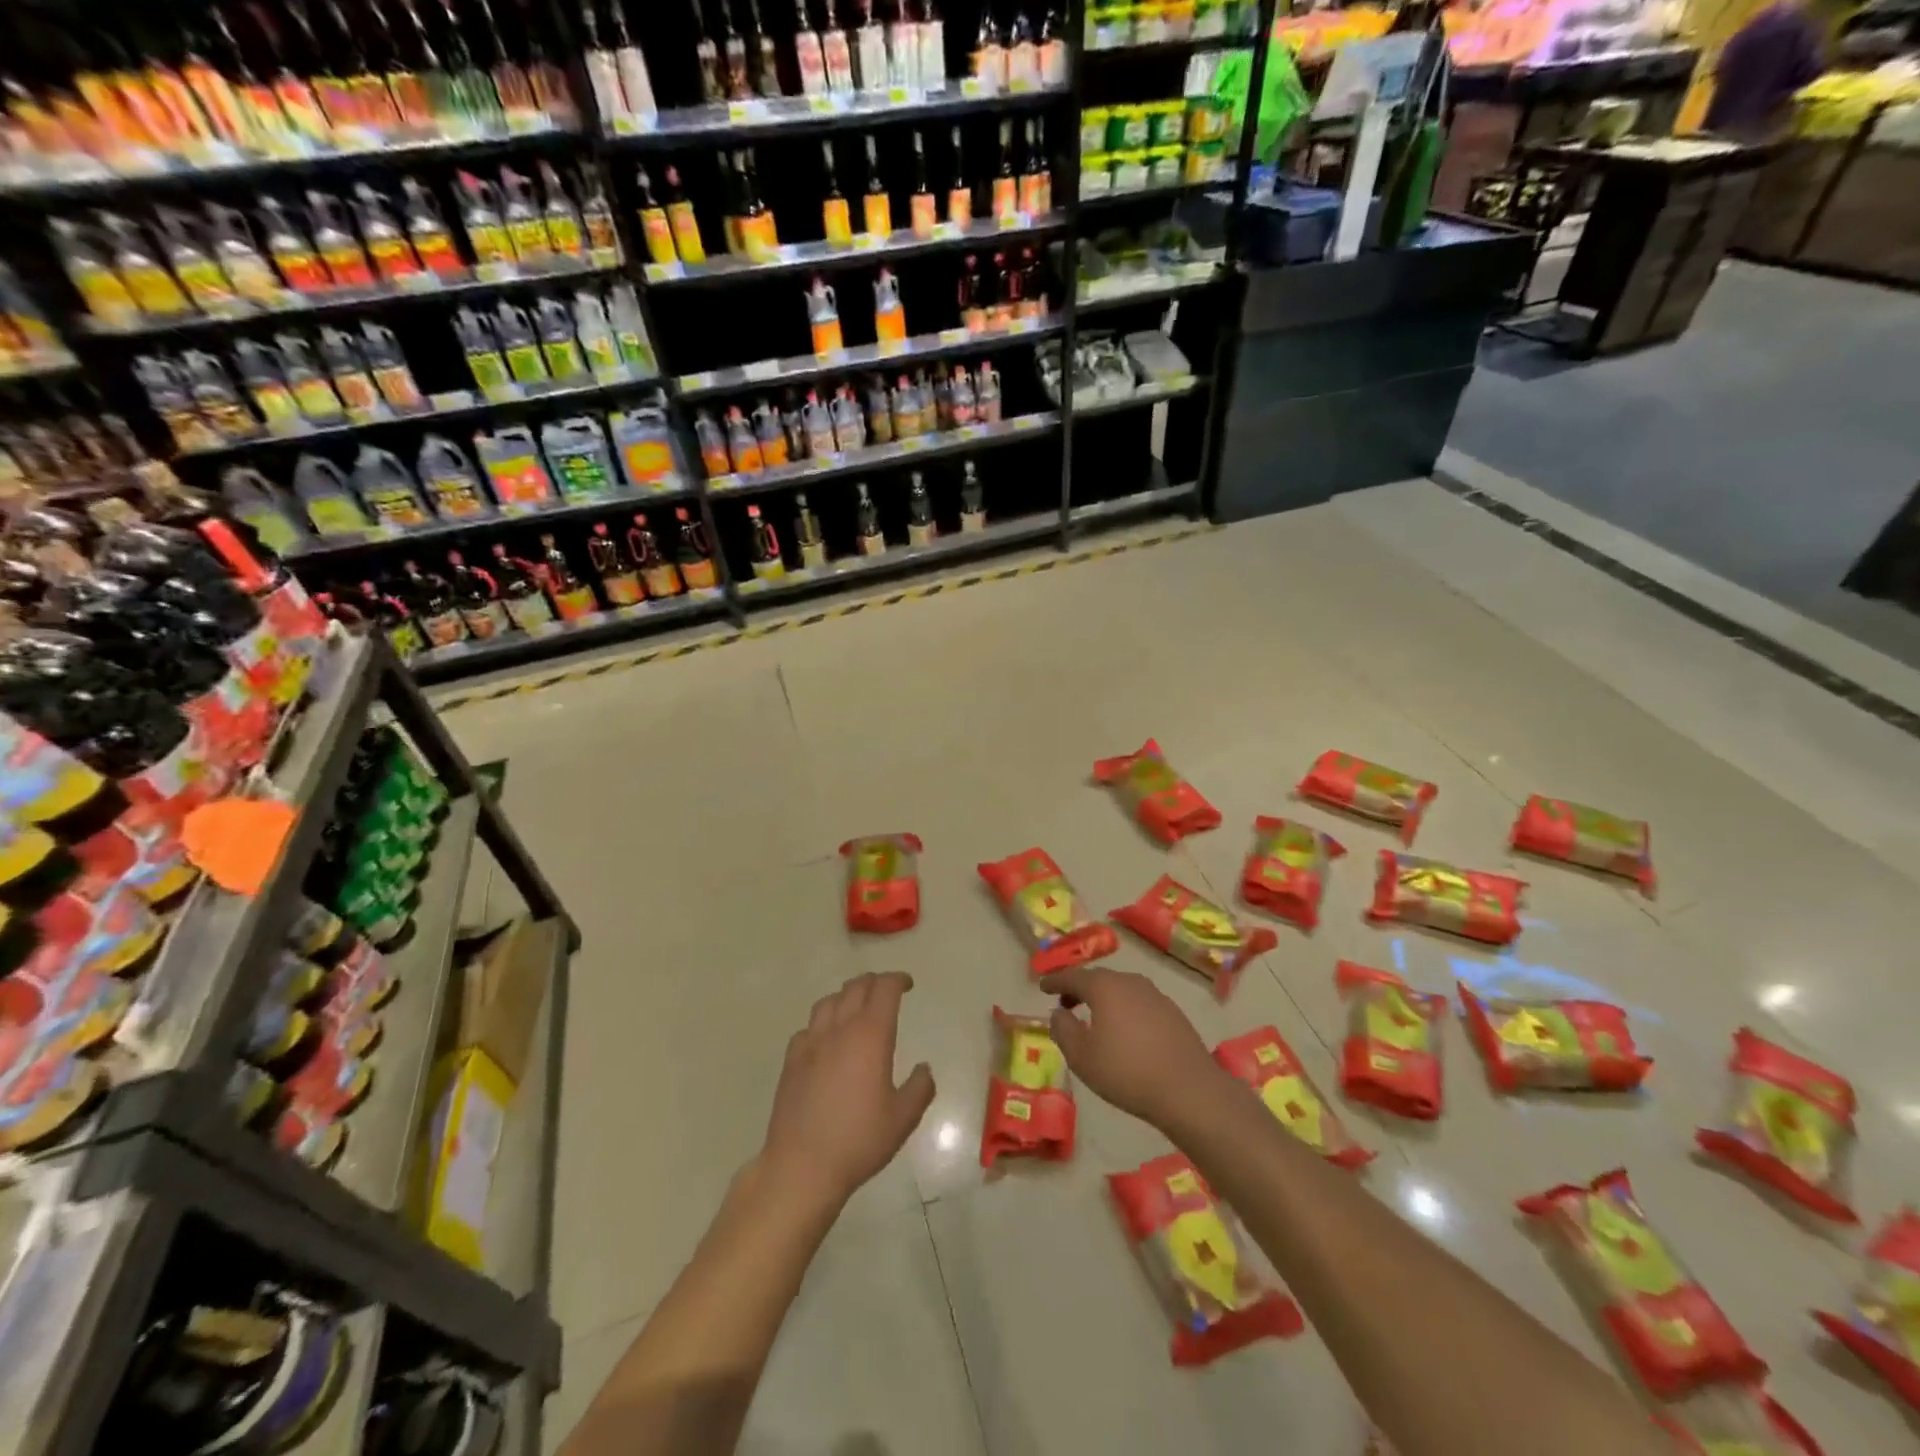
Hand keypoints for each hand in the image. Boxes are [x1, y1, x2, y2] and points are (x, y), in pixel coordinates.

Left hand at [759, 972, 934, 1214]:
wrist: (802, 1165)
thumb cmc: (858, 1141)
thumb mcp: (903, 1118)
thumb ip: (920, 1088)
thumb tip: (924, 1068)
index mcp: (871, 1035)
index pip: (885, 989)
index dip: (898, 979)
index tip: (908, 984)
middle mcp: (840, 1029)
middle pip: (856, 987)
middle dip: (874, 982)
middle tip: (887, 990)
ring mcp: (811, 1042)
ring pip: (829, 1000)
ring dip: (847, 995)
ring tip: (857, 1006)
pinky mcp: (791, 1059)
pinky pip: (808, 1026)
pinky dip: (823, 1022)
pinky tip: (827, 1039)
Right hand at [1038, 966, 1221, 1129]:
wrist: (1188, 1090)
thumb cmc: (1126, 1072)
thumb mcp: (1082, 1057)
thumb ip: (1063, 1030)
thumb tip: (1058, 1013)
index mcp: (1104, 987)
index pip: (1073, 976)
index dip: (1055, 981)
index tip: (1042, 986)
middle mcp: (1130, 982)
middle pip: (1099, 979)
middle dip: (1080, 989)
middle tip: (1066, 1003)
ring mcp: (1155, 995)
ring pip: (1121, 990)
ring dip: (1104, 999)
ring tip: (1095, 1019)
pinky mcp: (1173, 1013)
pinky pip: (1139, 1003)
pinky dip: (1125, 1010)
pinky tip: (1125, 1032)